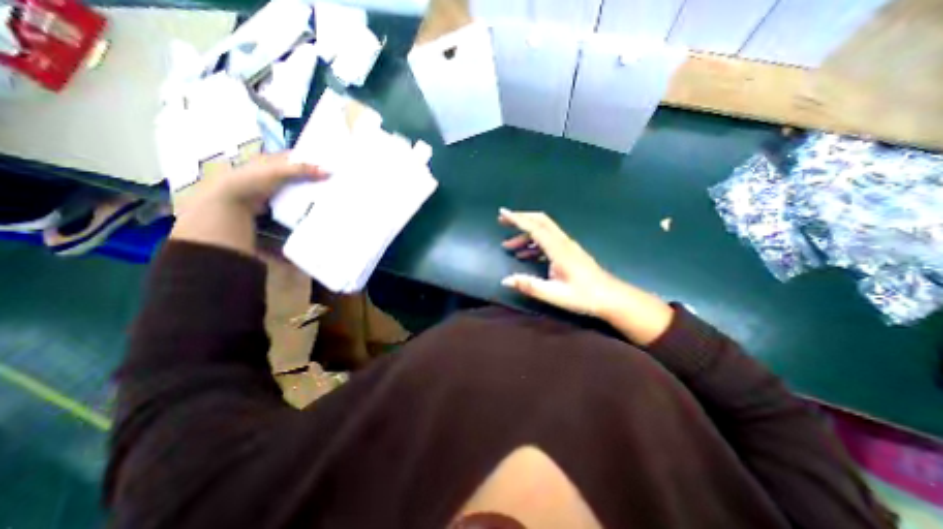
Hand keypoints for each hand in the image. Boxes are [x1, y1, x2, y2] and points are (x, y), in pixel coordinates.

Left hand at [179, 151, 327, 214]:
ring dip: (311, 188)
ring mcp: (276, 185)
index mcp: (274, 159)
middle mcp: (275, 170)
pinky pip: (295, 196)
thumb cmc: (252, 179)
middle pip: (300, 171)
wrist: (232, 199)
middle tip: (334, 179)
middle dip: (315, 175)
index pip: (298, 156)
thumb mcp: (278, 171)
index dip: (313, 159)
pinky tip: (316, 201)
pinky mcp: (277, 198)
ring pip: (299, 184)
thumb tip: (328, 171)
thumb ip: (302, 169)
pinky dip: (305, 198)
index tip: (331, 164)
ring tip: (330, 191)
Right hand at [497, 209, 674, 345]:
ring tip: (508, 246)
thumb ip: (530, 286)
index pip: (535, 228)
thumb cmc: (584, 296)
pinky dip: (533, 243)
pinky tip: (525, 255)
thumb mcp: (554, 294)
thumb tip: (505, 280)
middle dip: (520, 219)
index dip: (517, 219)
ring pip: (543, 231)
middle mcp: (563, 242)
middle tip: (502, 221)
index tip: (502, 212)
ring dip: (524, 235)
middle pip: (540, 221)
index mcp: (559, 250)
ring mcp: (567, 246)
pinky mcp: (569, 251)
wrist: (612, 297)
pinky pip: (548, 240)